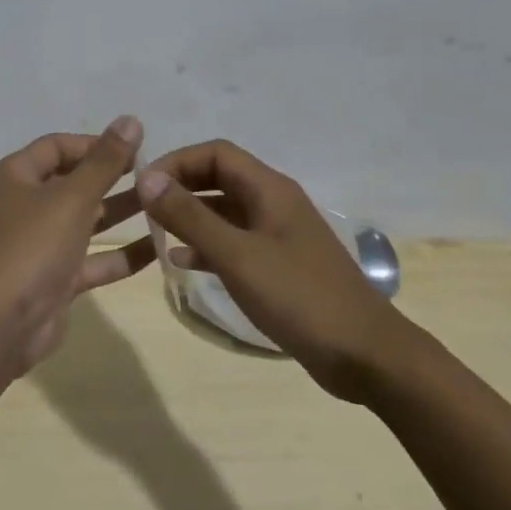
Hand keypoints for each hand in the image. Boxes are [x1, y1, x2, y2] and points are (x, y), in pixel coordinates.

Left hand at [0, 116, 155, 376]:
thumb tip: (131, 119)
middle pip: (72, 182)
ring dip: (119, 213)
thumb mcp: (72, 198)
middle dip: (111, 177)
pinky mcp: (53, 280)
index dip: (95, 144)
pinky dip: (119, 254)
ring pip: (84, 221)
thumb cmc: (30, 247)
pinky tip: (158, 248)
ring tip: (164, 204)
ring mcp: (38, 245)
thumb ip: (105, 161)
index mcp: (15, 176)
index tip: (136, 148)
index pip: (57, 147)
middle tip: (155, 176)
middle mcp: (24, 206)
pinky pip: (91, 259)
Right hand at [136, 140, 413, 402]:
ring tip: (155, 233)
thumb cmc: (300, 298)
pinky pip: (235, 241)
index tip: (143, 186)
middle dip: (181, 187)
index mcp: (270, 189)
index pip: (215, 153)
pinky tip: (183, 262)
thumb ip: (190, 216)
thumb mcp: (237, 256)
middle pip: (220, 177)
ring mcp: (279, 234)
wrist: (366, 356)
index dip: (177, 162)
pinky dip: (207, 245)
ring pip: (225, 211)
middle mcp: (275, 202)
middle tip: (145, 209)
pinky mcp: (280, 264)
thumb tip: (146, 178)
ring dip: (191, 216)